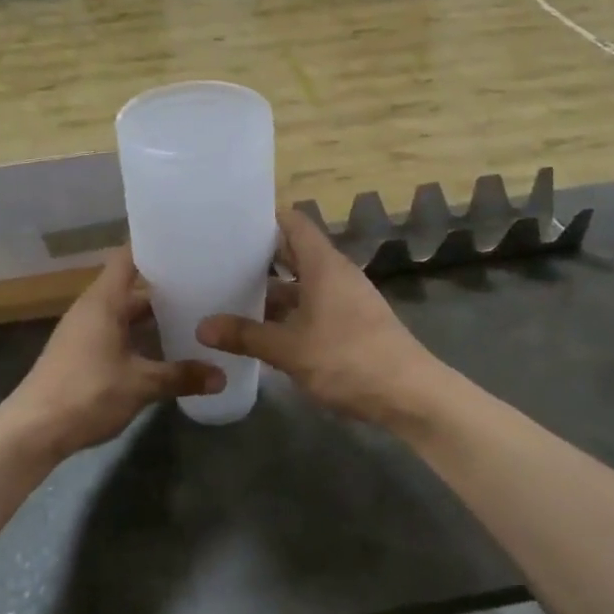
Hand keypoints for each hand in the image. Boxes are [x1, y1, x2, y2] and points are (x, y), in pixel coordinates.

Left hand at [0, 248, 223, 460]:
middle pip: (131, 287)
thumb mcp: (141, 384)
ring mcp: (83, 331)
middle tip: (204, 287)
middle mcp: (91, 308)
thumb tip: (221, 376)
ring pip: (124, 313)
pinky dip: (139, 336)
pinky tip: (163, 351)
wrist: (33, 430)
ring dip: (152, 317)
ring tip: (192, 318)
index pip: (127, 257)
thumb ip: (181, 376)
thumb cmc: (87, 393)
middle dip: (165, 288)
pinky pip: (115, 332)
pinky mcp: (80, 353)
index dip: (153, 246)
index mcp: (103, 301)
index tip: (184, 243)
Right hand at [197, 209, 444, 430]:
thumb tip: (202, 327)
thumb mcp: (289, 349)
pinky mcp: (350, 322)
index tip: (229, 222)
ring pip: (301, 283)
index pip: (292, 222)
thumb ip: (246, 335)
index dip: (263, 218)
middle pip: (293, 252)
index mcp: (323, 265)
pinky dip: (287, 311)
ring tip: (230, 293)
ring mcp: (345, 298)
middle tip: (218, 259)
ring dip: (271, 289)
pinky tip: (261, 328)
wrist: (410, 395)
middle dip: (259, 256)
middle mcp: (335, 273)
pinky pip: (311, 305)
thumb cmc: (348, 359)